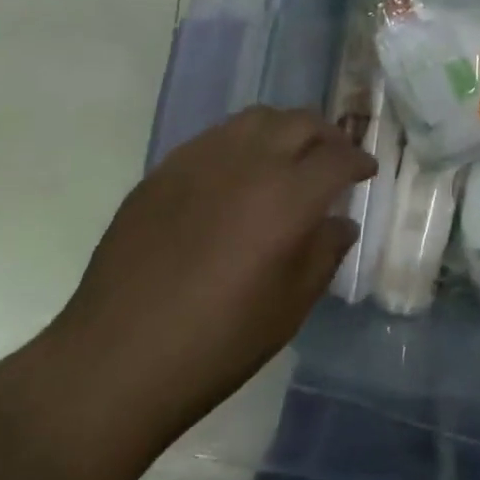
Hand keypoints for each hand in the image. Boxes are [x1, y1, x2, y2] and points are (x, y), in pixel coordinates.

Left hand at [47, 106, 373, 444]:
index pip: (338, 157)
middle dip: (327, 135)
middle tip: (334, 157)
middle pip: (301, 123)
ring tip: (288, 156)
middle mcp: (248, 163)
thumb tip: (340, 223)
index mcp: (287, 197)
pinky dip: (242, 142)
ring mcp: (200, 161)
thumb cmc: (216, 344)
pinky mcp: (164, 171)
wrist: (113, 361)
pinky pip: (215, 137)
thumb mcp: (289, 308)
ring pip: (256, 118)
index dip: (359, 160)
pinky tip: (237, 174)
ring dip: (284, 129)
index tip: (366, 171)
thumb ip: (324, 254)